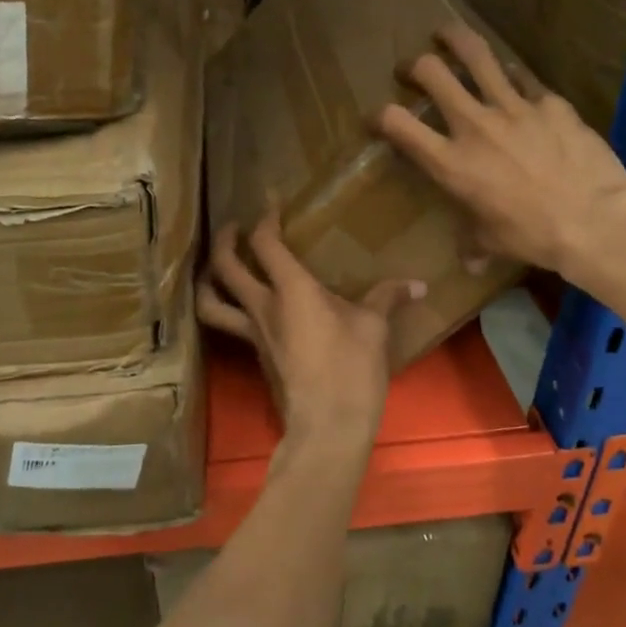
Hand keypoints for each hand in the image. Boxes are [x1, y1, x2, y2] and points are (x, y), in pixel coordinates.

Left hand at [196, 209, 424, 448]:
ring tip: (218, 268)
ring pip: (212, 302)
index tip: (270, 200)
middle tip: (234, 226)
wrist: (327, 426)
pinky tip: (250, 310)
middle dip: (225, 239)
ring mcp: (254, 335)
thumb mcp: (374, 328)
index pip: (265, 242)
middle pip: (224, 266)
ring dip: (208, 279)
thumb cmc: (351, 369)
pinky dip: (229, 309)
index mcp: (291, 290)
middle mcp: (263, 307)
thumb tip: (418, 285)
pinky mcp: (257, 357)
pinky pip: (231, 325)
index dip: (265, 216)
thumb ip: (388, 298)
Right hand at [376, 24, 625, 279]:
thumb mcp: (492, 242)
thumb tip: (469, 262)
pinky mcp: (550, 101)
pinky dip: (512, 74)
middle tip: (413, 69)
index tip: (377, 118)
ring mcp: (514, 107)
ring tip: (446, 34)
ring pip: (476, 55)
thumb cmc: (533, 236)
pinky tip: (512, 75)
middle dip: (415, 65)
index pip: (398, 124)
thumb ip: (473, 243)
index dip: (379, 116)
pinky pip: (524, 77)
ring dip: (455, 40)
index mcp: (451, 162)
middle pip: (432, 73)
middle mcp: (474, 125)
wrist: (594, 220)